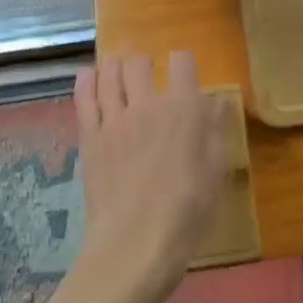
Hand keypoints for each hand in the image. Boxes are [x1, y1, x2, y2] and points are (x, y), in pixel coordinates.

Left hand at [74, 52, 229, 295]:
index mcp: (184, 109)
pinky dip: (86, 81)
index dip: (183, 62)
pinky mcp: (89, 137)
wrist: (136, 242)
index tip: (184, 71)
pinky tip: (88, 76)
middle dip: (144, 61)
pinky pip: (84, 98)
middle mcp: (148, 104)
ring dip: (115, 64)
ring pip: (109, 74)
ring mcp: (114, 119)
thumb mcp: (216, 171)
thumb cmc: (187, 211)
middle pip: (139, 62)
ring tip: (118, 66)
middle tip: (146, 70)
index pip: (182, 62)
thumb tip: (218, 100)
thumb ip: (216, 130)